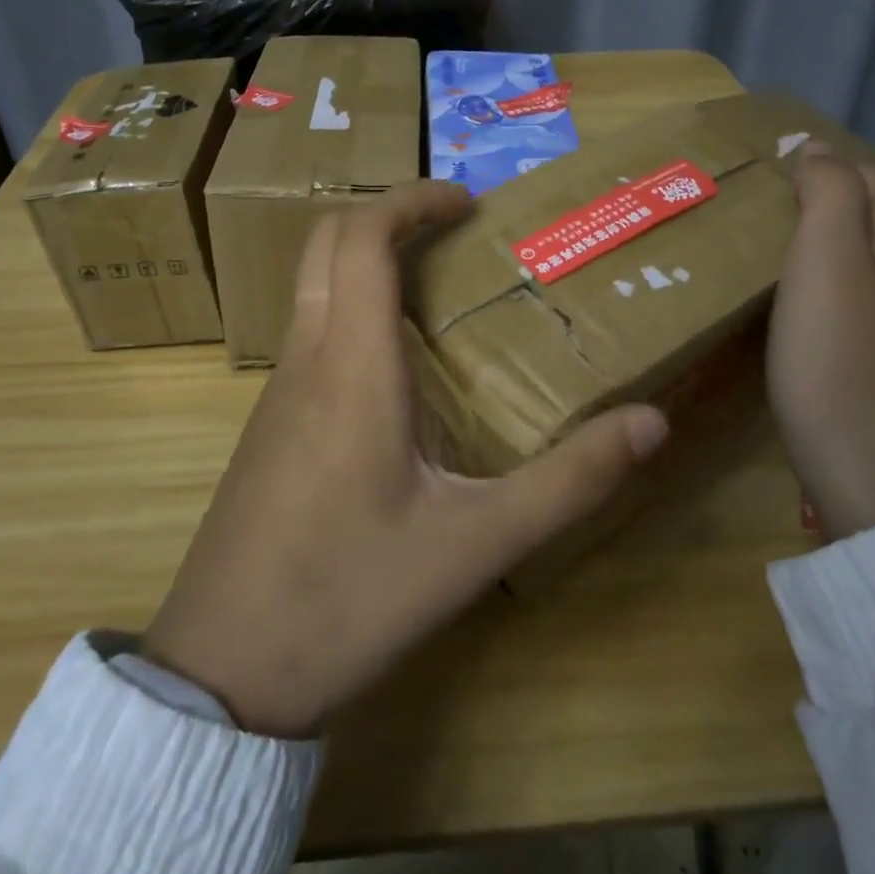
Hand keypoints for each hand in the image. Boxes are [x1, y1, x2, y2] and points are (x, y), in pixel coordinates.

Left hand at [143, 181, 669, 738]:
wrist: (223, 673)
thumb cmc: (350, 597)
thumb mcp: (475, 544)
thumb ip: (568, 482)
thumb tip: (651, 423)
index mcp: (352, 365)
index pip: (363, 237)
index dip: (412, 199)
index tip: (466, 201)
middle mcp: (307, 358)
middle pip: (327, 242)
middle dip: (388, 215)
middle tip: (454, 231)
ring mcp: (277, 390)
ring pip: (313, 286)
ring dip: (367, 260)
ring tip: (436, 286)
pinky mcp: (268, 423)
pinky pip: (309, 331)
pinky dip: (351, 306)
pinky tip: (396, 364)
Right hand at [766, 144, 874, 539]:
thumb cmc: (839, 360)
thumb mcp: (827, 262)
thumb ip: (828, 195)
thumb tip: (816, 146)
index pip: (868, 178)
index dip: (824, 161)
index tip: (768, 160)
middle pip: (874, 217)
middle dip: (828, 195)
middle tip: (764, 196)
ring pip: (867, 259)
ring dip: (826, 239)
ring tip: (773, 239)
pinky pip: (856, 299)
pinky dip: (826, 281)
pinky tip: (798, 301)